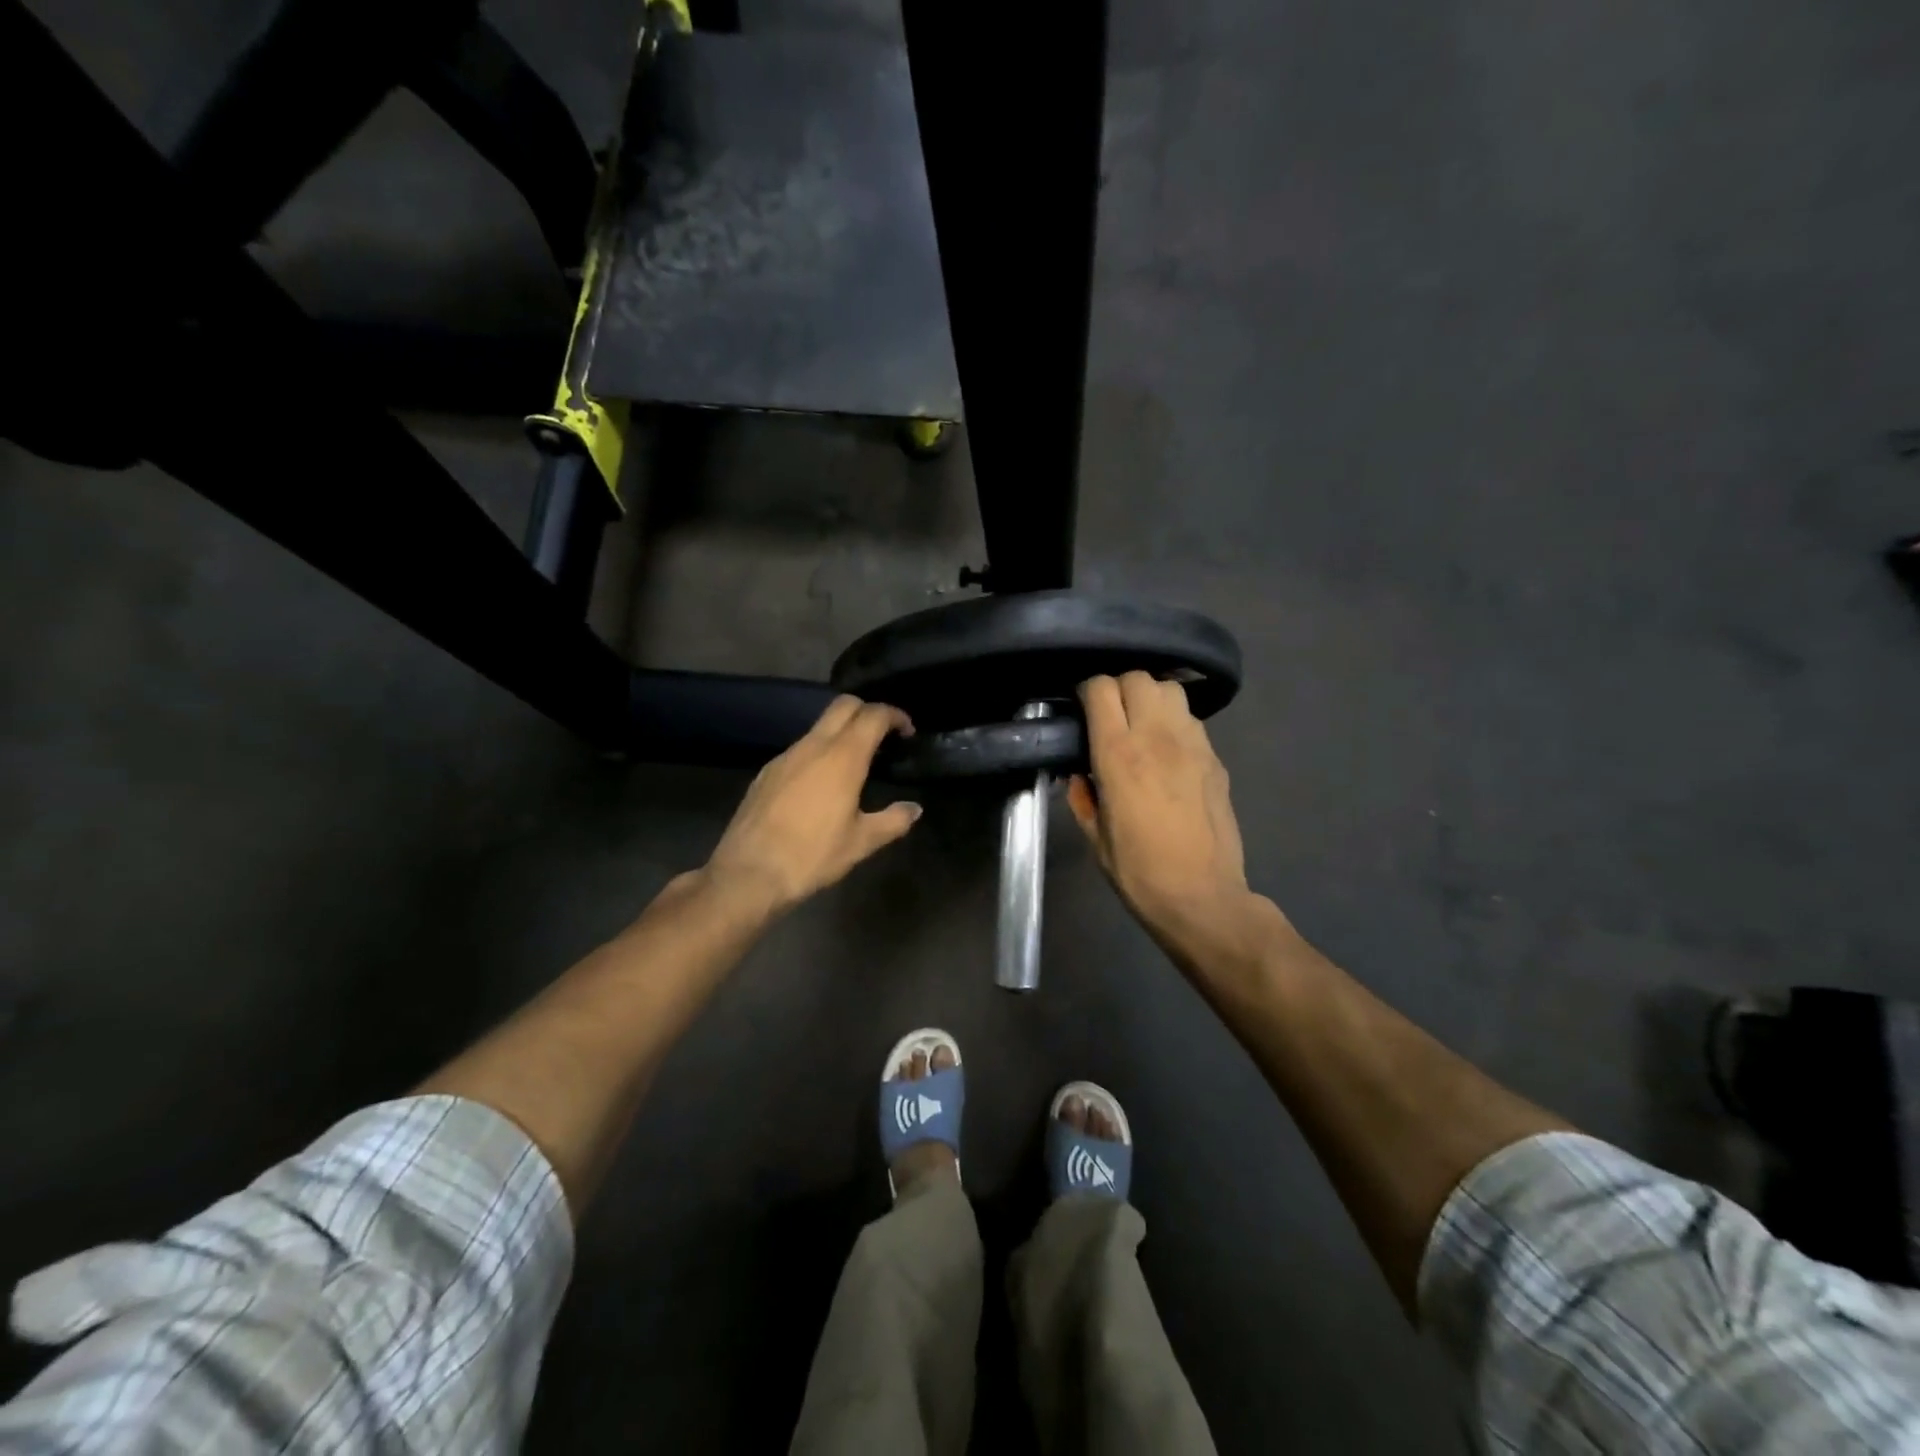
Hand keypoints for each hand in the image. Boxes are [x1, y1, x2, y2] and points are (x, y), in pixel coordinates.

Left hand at [705, 695, 920, 915]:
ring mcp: (786, 756)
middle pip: (844, 705)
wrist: (748, 873)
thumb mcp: (861, 843)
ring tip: (854, 762)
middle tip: (883, 736)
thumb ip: (892, 821)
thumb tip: (914, 809)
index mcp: (843, 757)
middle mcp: (813, 746)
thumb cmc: (812, 856)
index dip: (895, 716)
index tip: (907, 732)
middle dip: (867, 711)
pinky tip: (821, 783)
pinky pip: (800, 748)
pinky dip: (818, 751)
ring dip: (841, 732)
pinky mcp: (767, 771)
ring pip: (819, 726)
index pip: (873, 715)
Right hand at [1068, 672, 1275, 971]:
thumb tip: (1080, 777)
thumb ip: (1083, 798)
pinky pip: (1191, 719)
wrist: (1203, 897)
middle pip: (1138, 677)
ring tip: (1142, 722)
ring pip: (1170, 689)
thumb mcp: (1096, 838)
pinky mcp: (1215, 759)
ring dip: (1150, 697)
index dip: (1087, 690)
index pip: (1101, 689)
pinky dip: (1174, 720)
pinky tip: (1168, 747)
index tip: (1081, 707)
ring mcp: (1192, 745)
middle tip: (1111, 713)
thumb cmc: (1139, 872)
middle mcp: (1156, 737)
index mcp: (1118, 755)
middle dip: (1119, 687)